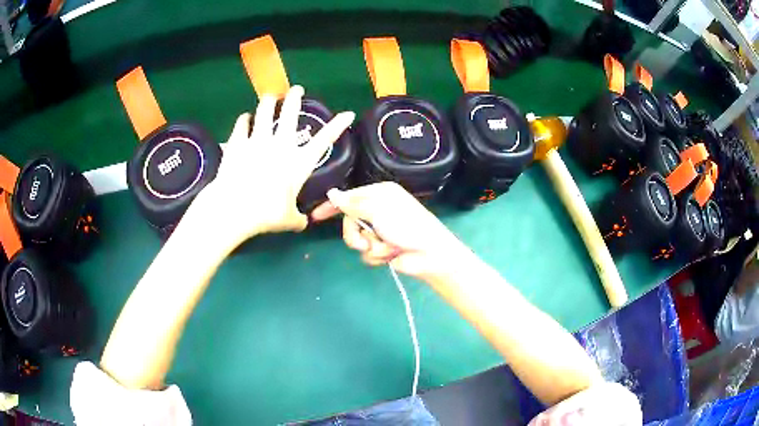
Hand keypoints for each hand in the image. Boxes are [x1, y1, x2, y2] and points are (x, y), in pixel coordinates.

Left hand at [192, 85, 354, 245]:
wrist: (234, 207)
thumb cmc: (266, 214)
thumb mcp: (289, 221)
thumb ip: (298, 219)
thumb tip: (304, 223)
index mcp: (299, 162)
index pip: (325, 140)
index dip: (338, 125)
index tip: (347, 113)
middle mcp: (281, 145)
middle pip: (290, 113)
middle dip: (294, 97)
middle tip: (296, 89)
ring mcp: (258, 140)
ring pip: (264, 111)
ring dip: (268, 102)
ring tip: (270, 97)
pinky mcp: (238, 142)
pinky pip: (242, 124)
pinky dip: (244, 119)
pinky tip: (245, 117)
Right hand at [311, 182, 470, 279]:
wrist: (429, 254)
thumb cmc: (406, 226)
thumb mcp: (378, 210)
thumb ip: (352, 203)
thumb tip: (332, 192)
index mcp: (379, 194)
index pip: (349, 197)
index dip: (332, 207)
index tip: (316, 216)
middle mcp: (379, 210)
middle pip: (350, 221)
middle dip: (354, 234)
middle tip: (364, 241)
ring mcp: (381, 231)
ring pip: (357, 239)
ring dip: (369, 246)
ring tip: (384, 249)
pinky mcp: (384, 249)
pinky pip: (367, 253)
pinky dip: (377, 256)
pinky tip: (390, 256)